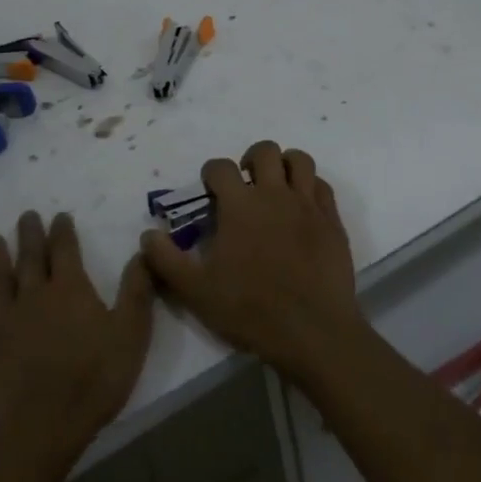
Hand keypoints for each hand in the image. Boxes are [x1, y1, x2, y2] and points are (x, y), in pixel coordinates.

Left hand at [0, 211, 153, 478]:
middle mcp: (34, 298)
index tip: (59, 215)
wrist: (38, 431)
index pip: (66, 250)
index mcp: (70, 291)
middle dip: (30, 235)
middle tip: (26, 215)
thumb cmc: (92, 381)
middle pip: (31, 259)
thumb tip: (141, 251)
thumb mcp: (131, 334)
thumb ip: (136, 290)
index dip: (63, 231)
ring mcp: (2, 325)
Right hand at [140, 141, 361, 376]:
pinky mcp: (331, 220)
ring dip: (285, 164)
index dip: (211, 173)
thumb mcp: (196, 291)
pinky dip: (310, 187)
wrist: (312, 330)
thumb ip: (167, 260)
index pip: (220, 167)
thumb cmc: (250, 309)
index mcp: (240, 205)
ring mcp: (307, 204)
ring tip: (276, 185)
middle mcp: (274, 194)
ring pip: (299, 160)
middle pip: (264, 151)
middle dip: (250, 159)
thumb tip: (148, 234)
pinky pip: (322, 186)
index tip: (210, 190)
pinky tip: (303, 206)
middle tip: (245, 184)